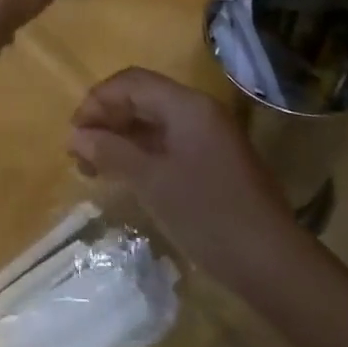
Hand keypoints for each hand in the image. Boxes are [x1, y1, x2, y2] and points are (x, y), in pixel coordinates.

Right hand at [69, 68, 298, 288]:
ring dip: (122, 137)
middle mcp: (199, 111)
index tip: (74, 134)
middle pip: (142, 97)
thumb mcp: (152, 182)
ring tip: (95, 166)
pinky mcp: (214, 160)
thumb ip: (111, 151)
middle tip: (80, 152)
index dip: (97, 101)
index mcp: (187, 105)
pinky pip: (169, 141)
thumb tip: (75, 135)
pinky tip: (126, 175)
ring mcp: (210, 136)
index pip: (131, 82)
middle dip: (107, 118)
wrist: (273, 264)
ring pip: (154, 121)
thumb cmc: (208, 215)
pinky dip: (142, 152)